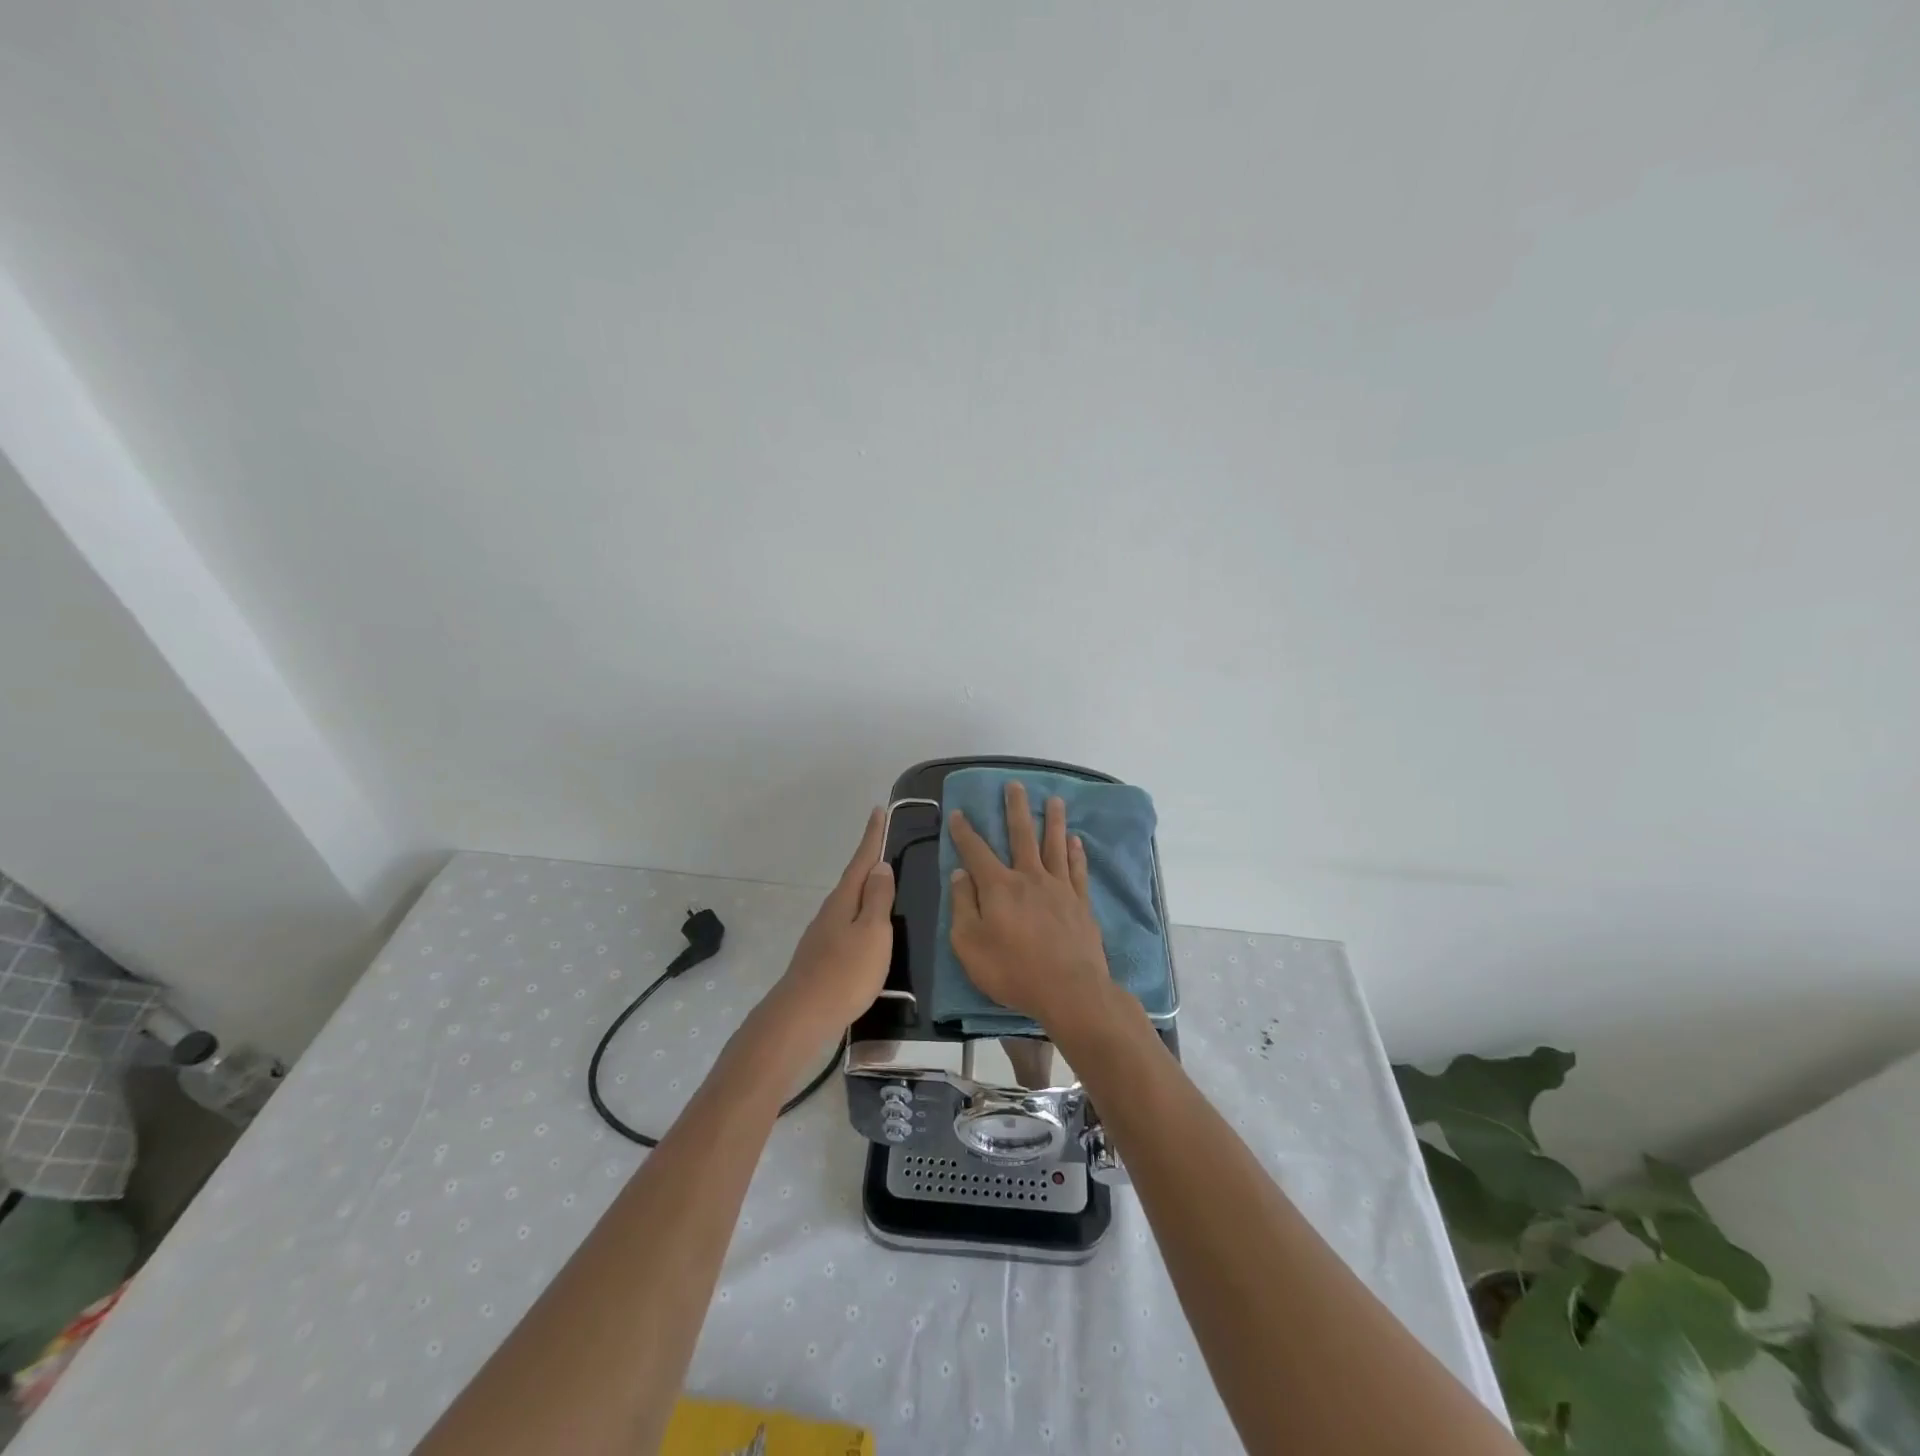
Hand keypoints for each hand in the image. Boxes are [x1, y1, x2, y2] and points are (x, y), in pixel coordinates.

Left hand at [768, 809, 895, 1038]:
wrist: (803, 1016)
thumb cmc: (845, 972)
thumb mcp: (872, 933)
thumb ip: (878, 900)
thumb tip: (880, 866)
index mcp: (844, 900)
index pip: (862, 860)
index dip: (872, 836)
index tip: (877, 810)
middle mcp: (831, 911)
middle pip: (854, 879)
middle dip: (869, 860)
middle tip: (884, 843)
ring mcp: (823, 934)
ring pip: (849, 902)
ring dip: (865, 889)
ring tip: (882, 883)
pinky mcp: (822, 956)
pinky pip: (846, 923)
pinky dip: (860, 914)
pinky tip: (866, 927)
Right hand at [948, 781, 1112, 1036]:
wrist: (1070, 990)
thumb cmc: (1013, 971)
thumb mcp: (970, 945)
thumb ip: (962, 906)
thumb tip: (959, 874)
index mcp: (998, 887)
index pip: (976, 851)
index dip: (964, 832)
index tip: (957, 813)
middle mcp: (1029, 877)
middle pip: (1021, 835)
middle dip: (1015, 808)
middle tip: (1014, 785)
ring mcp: (1059, 888)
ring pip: (1054, 845)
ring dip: (1053, 820)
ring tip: (1054, 799)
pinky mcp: (1080, 903)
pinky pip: (1077, 869)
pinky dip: (1076, 852)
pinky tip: (1075, 840)